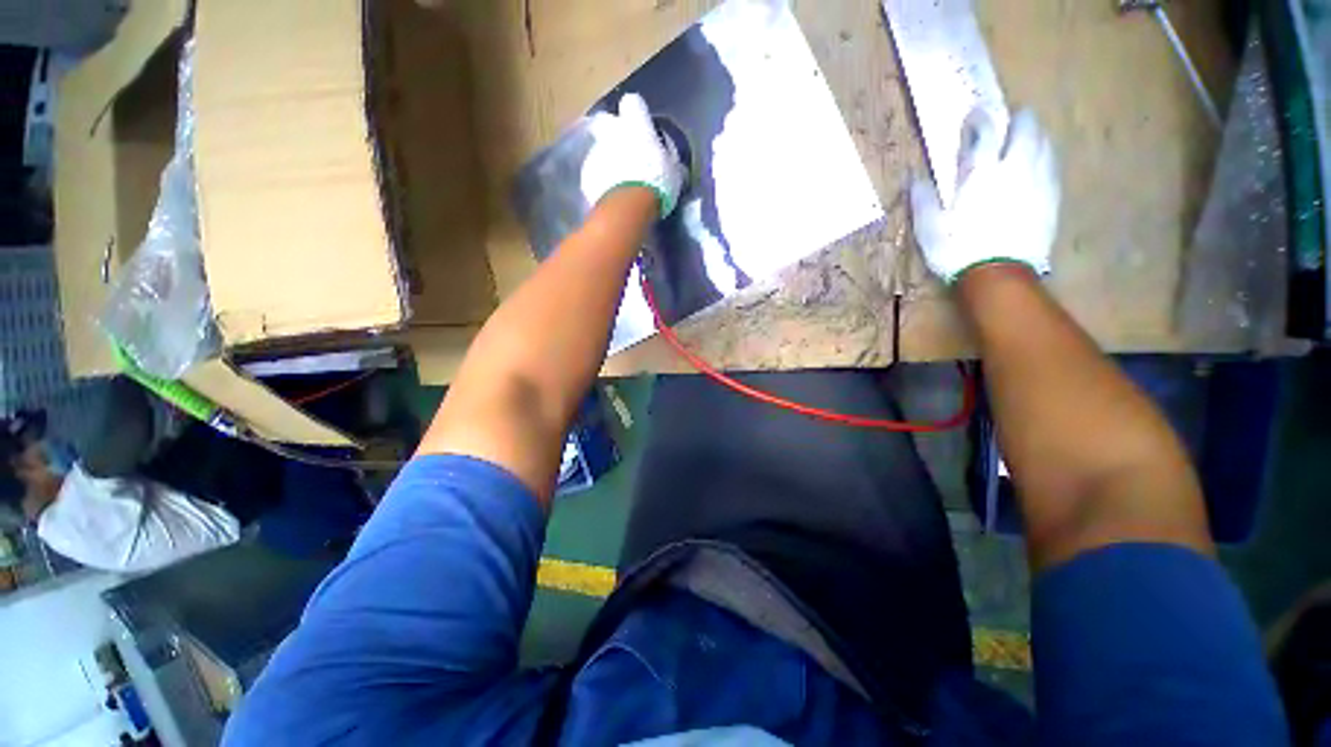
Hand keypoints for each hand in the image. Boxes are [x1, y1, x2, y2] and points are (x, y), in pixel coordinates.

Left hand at [582, 93, 686, 218]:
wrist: (628, 206)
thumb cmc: (657, 183)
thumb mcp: (673, 171)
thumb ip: (668, 159)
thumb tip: (671, 160)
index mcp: (635, 124)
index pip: (633, 103)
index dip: (636, 114)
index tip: (643, 128)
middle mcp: (612, 132)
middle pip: (606, 121)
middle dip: (612, 132)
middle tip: (625, 150)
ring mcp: (595, 153)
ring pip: (599, 149)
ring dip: (607, 161)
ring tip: (618, 181)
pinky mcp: (586, 175)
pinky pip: (593, 174)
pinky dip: (600, 181)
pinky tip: (610, 195)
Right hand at [911, 109, 1060, 283]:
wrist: (998, 274)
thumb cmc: (957, 250)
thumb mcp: (929, 228)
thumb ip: (923, 199)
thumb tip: (914, 178)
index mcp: (981, 172)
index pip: (984, 132)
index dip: (979, 119)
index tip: (974, 114)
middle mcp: (1014, 168)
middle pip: (1026, 128)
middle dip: (1019, 119)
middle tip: (1011, 120)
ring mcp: (1038, 181)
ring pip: (1044, 144)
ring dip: (1036, 136)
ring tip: (1028, 138)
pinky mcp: (1052, 198)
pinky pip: (1052, 167)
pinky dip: (1046, 158)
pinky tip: (1041, 164)